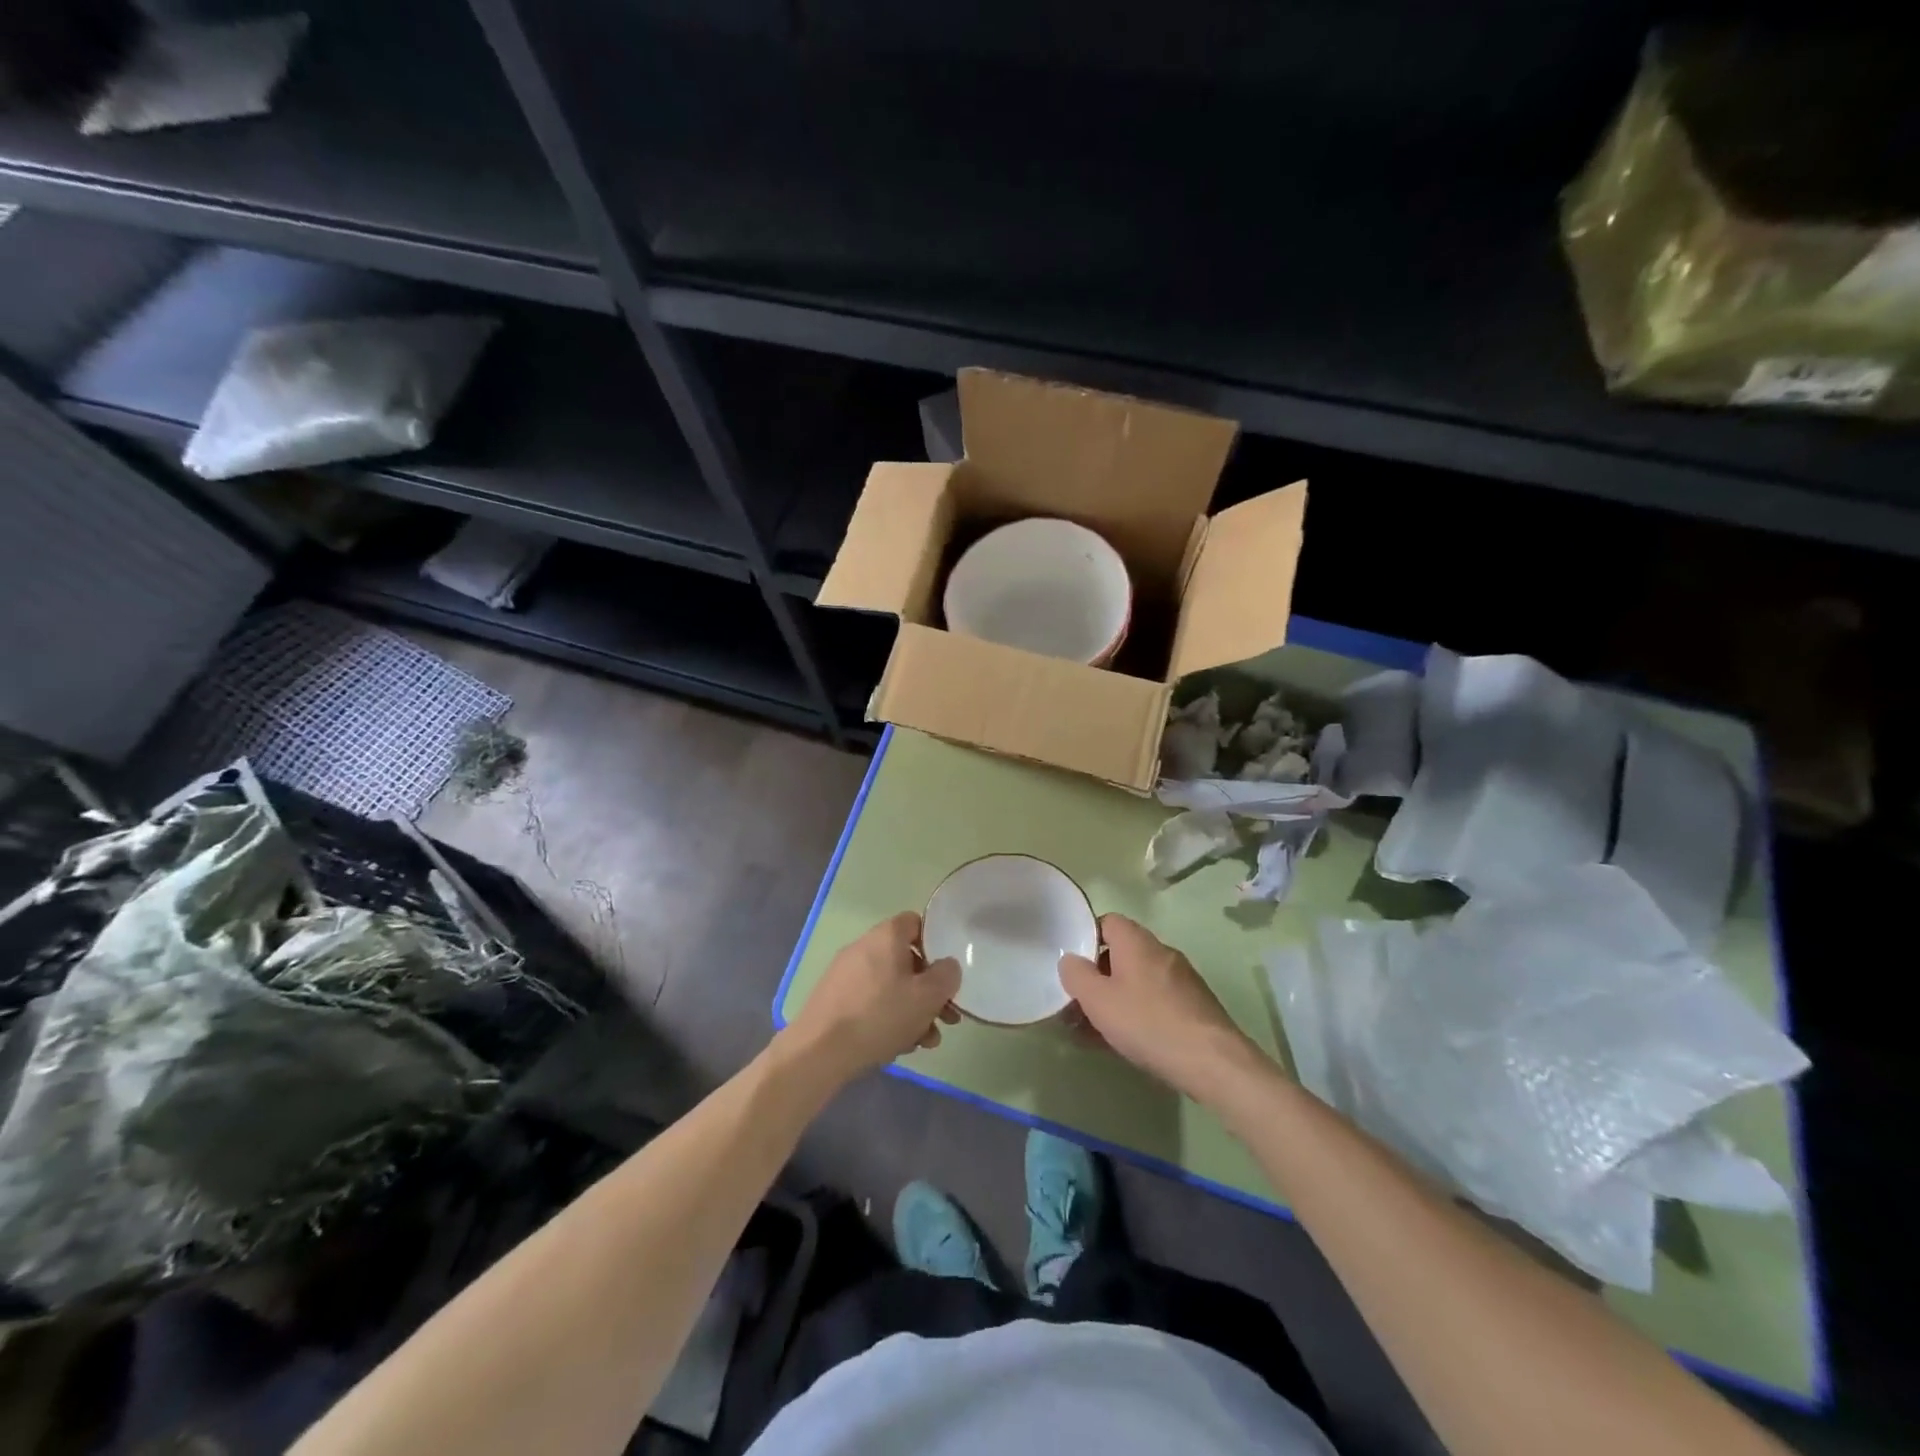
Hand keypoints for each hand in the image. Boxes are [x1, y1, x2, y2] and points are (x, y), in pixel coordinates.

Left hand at [784, 912, 960, 1086]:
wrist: (819, 1051)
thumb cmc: (880, 1015)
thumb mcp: (927, 996)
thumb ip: (946, 976)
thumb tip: (947, 966)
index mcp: (886, 936)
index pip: (916, 923)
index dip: (936, 943)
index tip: (946, 971)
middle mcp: (864, 947)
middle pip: (906, 960)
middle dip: (929, 990)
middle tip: (945, 1018)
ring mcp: (845, 973)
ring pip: (890, 985)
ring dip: (912, 1010)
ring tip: (925, 1041)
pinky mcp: (834, 999)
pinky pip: (870, 1001)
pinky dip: (887, 1018)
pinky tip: (897, 1046)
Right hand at [1059, 915, 1264, 1103]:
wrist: (1212, 1061)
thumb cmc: (1147, 1022)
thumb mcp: (1098, 999)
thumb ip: (1076, 975)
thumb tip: (1070, 959)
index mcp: (1137, 941)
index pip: (1106, 922)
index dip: (1085, 939)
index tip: (1071, 965)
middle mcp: (1160, 952)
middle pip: (1120, 954)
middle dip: (1096, 978)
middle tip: (1076, 1005)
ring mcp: (1180, 979)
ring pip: (1136, 982)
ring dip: (1113, 1000)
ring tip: (1092, 1031)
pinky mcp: (1192, 1006)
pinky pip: (1153, 1001)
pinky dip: (1134, 1014)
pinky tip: (1122, 1042)